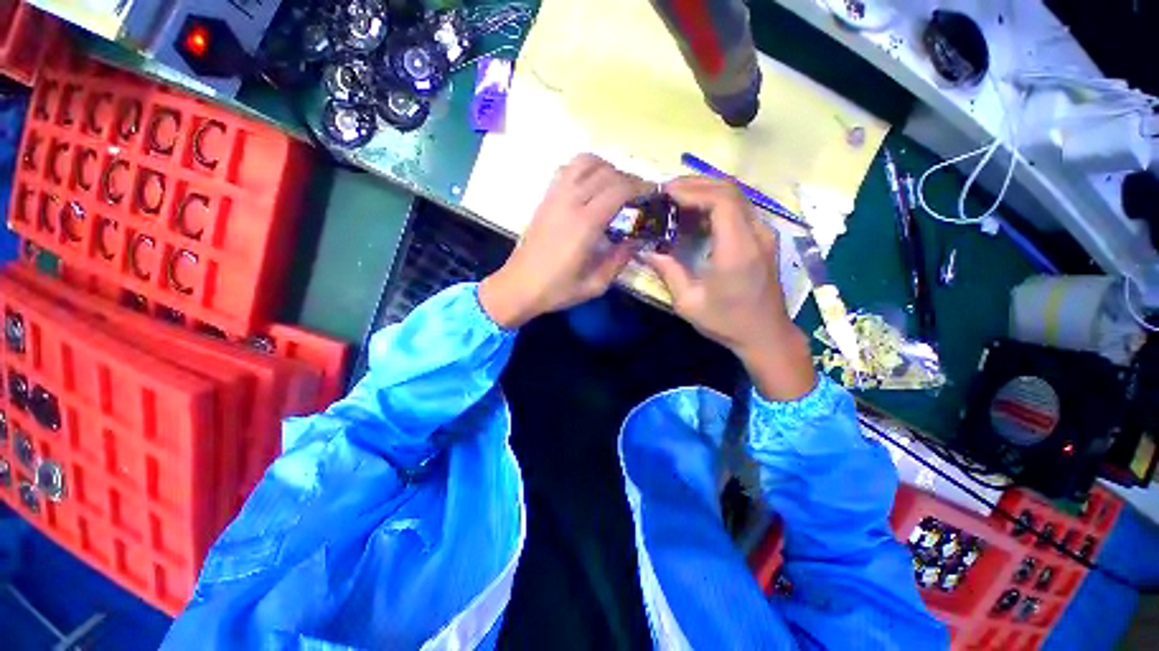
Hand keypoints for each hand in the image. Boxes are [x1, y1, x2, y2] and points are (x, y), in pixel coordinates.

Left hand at [479, 154, 648, 328]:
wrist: (519, 286)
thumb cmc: (557, 290)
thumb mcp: (595, 284)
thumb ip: (619, 260)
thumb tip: (637, 240)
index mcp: (585, 224)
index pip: (618, 189)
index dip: (639, 186)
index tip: (651, 193)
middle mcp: (569, 202)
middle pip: (605, 172)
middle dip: (627, 177)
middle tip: (637, 194)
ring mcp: (554, 197)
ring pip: (584, 162)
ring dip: (605, 167)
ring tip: (615, 185)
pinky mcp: (545, 198)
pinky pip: (566, 170)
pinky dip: (584, 169)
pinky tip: (590, 186)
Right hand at [644, 176, 814, 400]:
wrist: (765, 334)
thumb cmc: (726, 322)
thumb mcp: (689, 302)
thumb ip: (668, 271)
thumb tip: (646, 250)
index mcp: (737, 250)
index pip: (721, 201)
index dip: (692, 190)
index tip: (665, 193)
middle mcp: (756, 234)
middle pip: (729, 190)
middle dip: (695, 184)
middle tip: (666, 192)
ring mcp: (764, 234)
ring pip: (736, 195)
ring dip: (705, 191)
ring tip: (676, 199)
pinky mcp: (763, 238)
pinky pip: (739, 208)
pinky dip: (716, 203)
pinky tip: (695, 214)